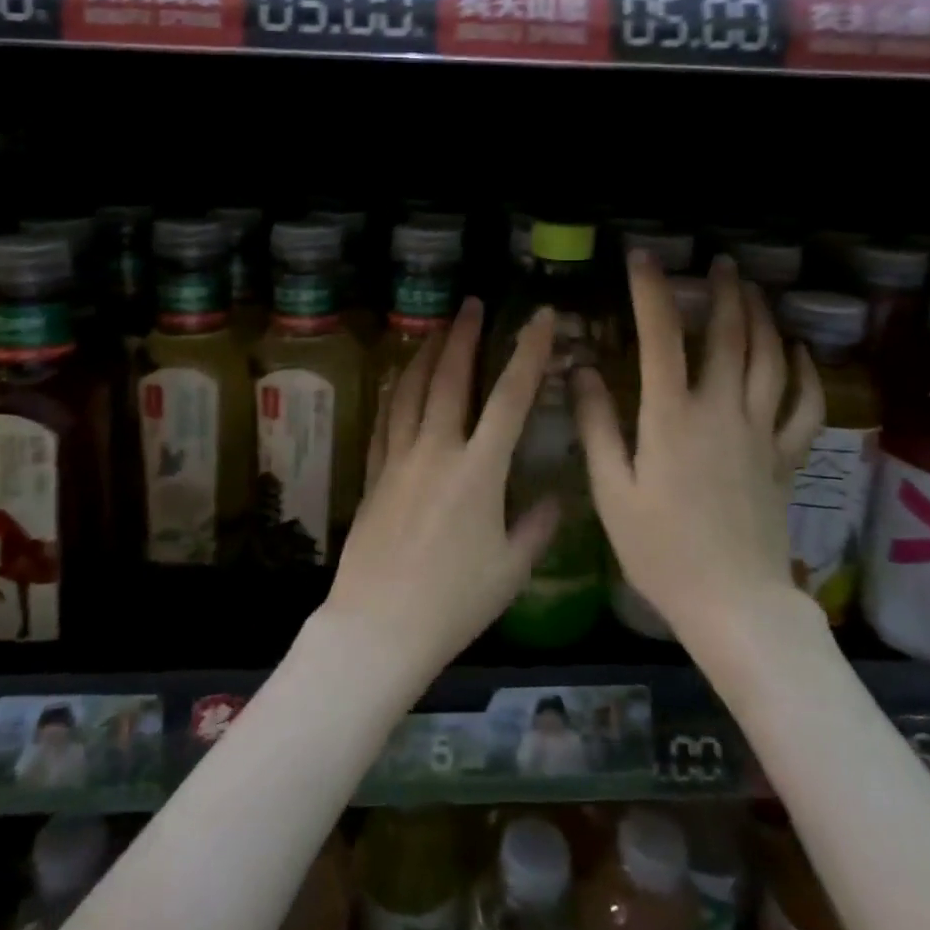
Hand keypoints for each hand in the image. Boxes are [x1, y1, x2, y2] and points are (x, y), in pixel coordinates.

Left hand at [322, 299, 560, 684]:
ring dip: (424, 354)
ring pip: (410, 391)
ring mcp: (399, 459)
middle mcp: (437, 451)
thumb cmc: (453, 604)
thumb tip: (555, 498)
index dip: (528, 353)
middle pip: (450, 379)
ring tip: (435, 328)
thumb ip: (535, 527)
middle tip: (469, 304)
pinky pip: (385, 419)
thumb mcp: (510, 571)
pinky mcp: (374, 474)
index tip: (539, 318)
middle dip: (463, 336)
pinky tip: (399, 380)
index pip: (510, 398)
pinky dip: (395, 392)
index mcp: (479, 470)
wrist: (378, 626)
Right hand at [574, 254, 824, 643]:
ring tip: (753, 291)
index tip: (642, 257)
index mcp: (672, 417)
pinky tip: (799, 352)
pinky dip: (806, 373)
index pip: (661, 338)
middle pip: (730, 336)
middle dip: (724, 292)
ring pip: (770, 360)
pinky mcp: (785, 458)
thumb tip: (581, 370)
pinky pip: (804, 406)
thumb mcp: (611, 490)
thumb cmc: (661, 550)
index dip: (651, 291)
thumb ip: (597, 425)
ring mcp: (761, 433)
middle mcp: (722, 411)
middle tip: (719, 262)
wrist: (734, 605)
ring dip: (763, 318)